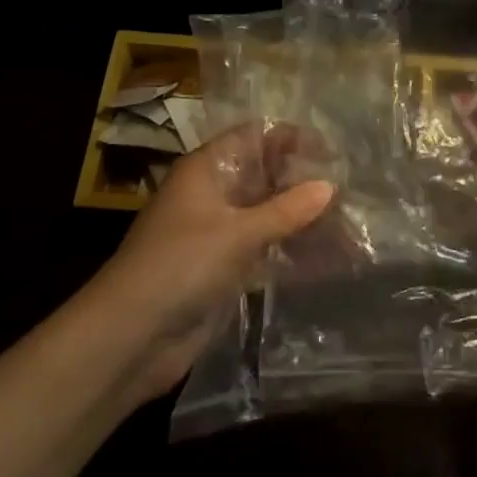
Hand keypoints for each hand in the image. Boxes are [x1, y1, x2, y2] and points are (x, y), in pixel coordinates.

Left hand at [92, 123, 333, 402]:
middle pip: (263, 174)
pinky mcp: (222, 268)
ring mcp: (216, 231)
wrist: (129, 338)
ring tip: (345, 222)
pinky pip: (262, 247)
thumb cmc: (180, 266)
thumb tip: (329, 186)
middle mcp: (212, 193)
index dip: (291, 139)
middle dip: (301, 181)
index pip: (255, 137)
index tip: (331, 153)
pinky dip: (288, 248)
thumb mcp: (237, 233)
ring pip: (266, 212)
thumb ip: (286, 210)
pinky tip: (324, 256)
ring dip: (299, 217)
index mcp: (206, 168)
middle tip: (347, 190)